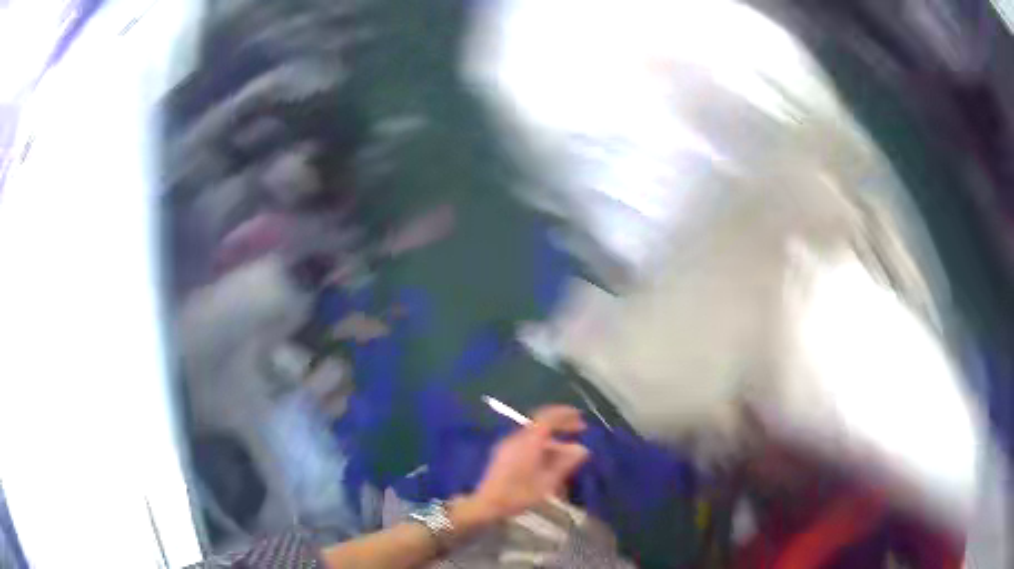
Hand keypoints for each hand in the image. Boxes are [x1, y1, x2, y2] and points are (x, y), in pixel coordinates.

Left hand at [466, 405, 589, 522]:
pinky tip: (549, 460)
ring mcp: (508, 445)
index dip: (565, 414)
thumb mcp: (547, 481)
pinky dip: (542, 445)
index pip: (548, 417)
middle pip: (541, 424)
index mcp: (528, 441)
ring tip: (568, 452)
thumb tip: (582, 449)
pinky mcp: (504, 453)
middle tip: (579, 430)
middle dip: (561, 425)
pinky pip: (527, 442)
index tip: (581, 417)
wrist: (487, 504)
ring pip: (534, 435)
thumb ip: (565, 463)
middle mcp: (517, 438)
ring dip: (552, 439)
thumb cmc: (519, 494)